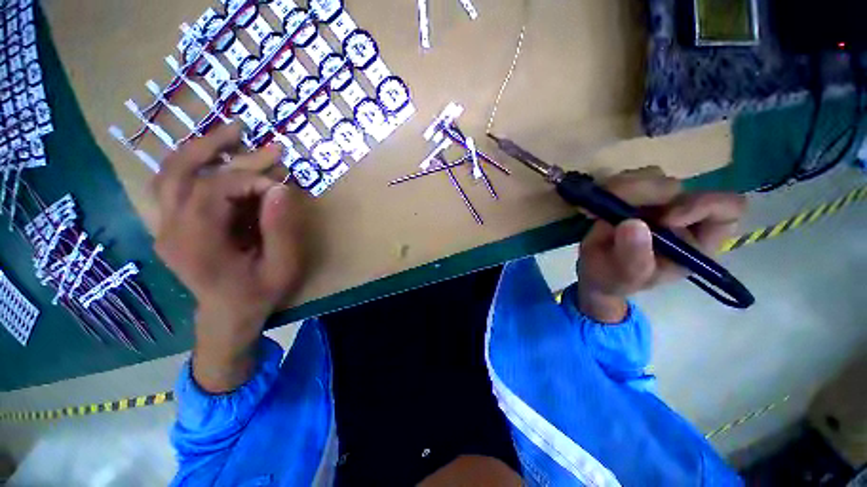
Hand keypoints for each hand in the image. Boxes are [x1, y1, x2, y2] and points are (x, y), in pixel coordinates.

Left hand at [152, 124, 303, 391]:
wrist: (228, 314)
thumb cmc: (259, 293)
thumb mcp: (282, 266)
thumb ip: (281, 228)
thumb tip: (281, 188)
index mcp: (197, 243)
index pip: (214, 189)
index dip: (251, 178)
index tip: (282, 184)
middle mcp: (171, 230)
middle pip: (180, 172)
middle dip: (217, 147)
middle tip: (248, 130)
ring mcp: (165, 226)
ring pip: (170, 174)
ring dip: (199, 150)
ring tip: (230, 135)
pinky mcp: (172, 225)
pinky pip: (175, 185)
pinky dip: (196, 166)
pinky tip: (218, 159)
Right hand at [576, 167, 745, 322]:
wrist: (595, 272)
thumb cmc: (617, 280)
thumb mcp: (626, 277)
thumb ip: (633, 257)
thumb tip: (633, 223)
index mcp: (696, 239)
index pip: (725, 209)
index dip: (700, 206)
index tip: (664, 219)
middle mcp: (680, 214)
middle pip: (677, 187)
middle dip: (644, 195)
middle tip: (612, 206)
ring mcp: (655, 202)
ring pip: (649, 177)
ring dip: (620, 190)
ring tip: (594, 213)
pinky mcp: (630, 196)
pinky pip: (624, 180)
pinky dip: (604, 190)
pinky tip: (590, 209)